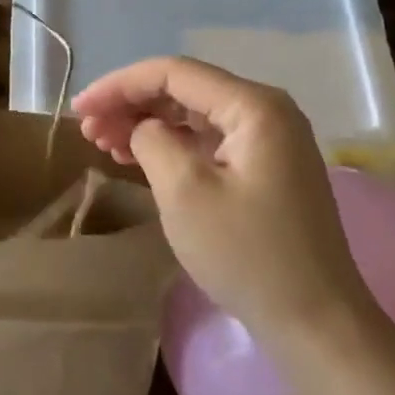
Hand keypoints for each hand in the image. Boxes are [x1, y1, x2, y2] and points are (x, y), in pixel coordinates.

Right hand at [74, 57, 372, 345]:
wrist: (314, 322)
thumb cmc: (246, 254)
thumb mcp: (184, 192)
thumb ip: (152, 141)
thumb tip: (144, 129)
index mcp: (254, 106)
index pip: (174, 73)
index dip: (119, 85)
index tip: (79, 108)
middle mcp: (267, 110)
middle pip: (184, 90)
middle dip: (131, 104)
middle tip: (88, 130)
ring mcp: (271, 140)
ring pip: (194, 116)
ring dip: (147, 124)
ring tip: (104, 144)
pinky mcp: (267, 168)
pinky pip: (209, 141)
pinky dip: (172, 146)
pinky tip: (139, 158)